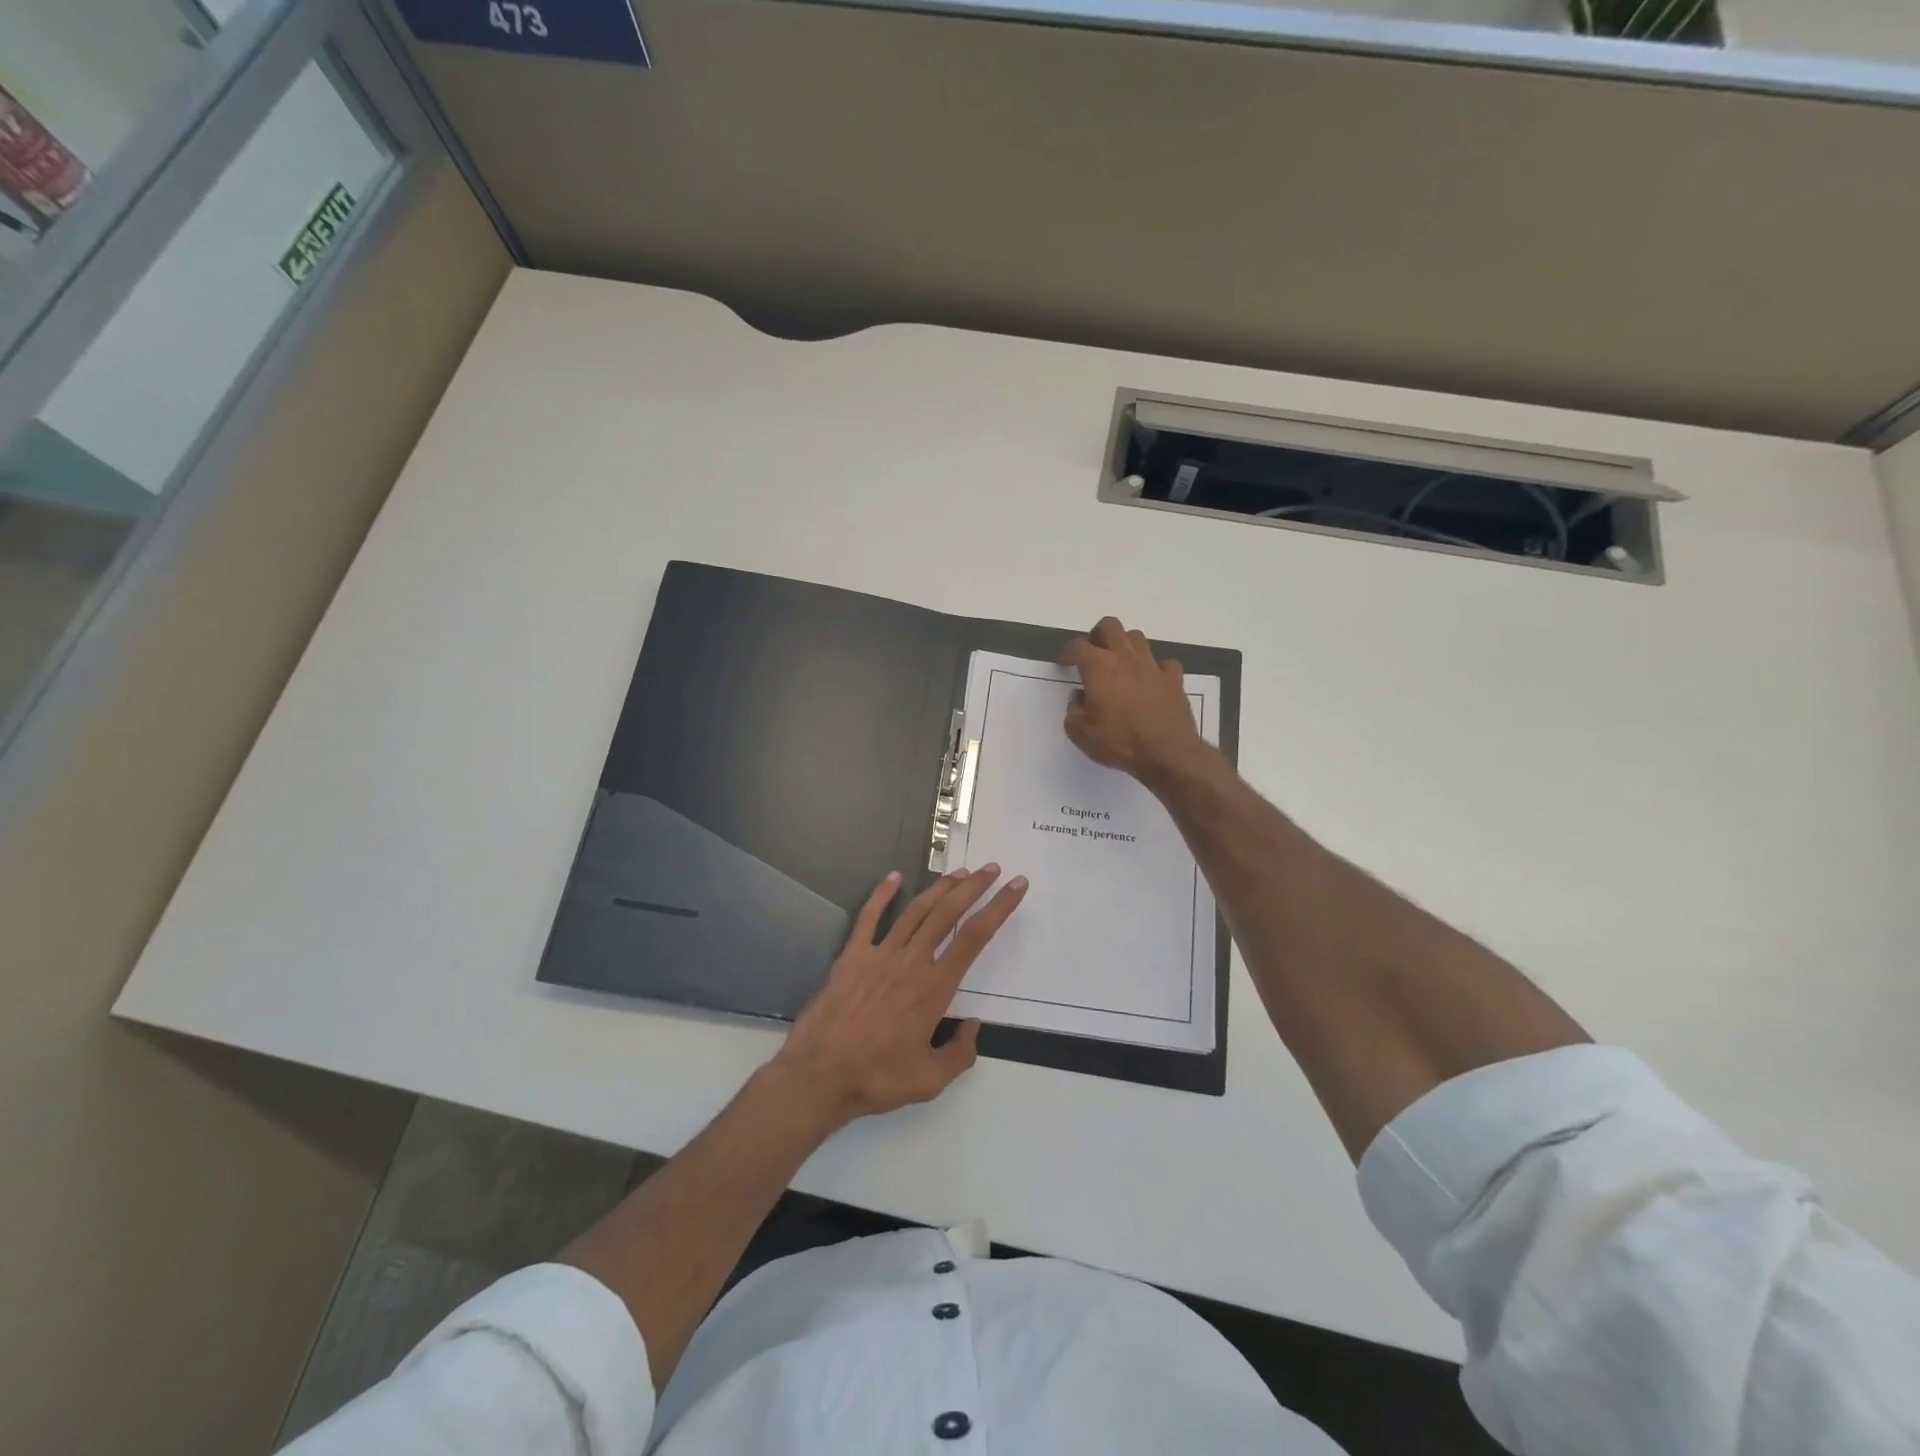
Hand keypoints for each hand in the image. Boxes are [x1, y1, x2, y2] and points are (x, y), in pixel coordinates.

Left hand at [773, 865, 1027, 1125]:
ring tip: (958, 872)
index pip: (975, 937)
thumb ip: (960, 1054)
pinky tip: (893, 877)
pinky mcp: (852, 956)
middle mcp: (911, 962)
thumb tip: (974, 1027)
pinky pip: (869, 917)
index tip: (1015, 886)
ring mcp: (880, 954)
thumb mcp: (930, 1080)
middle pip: (948, 912)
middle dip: (973, 886)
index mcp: (935, 988)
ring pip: (916, 910)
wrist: (819, 1075)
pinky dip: (882, 894)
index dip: (999, 907)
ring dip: (939, 887)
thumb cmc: (877, 1078)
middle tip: (991, 868)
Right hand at [1059, 616, 1207, 787]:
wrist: (1168, 753)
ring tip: (1119, 664)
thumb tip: (1079, 697)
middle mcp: (1125, 657)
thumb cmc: (1119, 742)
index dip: (1067, 652)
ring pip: (1137, 638)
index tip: (1063, 663)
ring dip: (1125, 645)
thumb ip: (1073, 711)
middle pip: (1110, 626)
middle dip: (1097, 635)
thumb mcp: (1081, 733)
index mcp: (1098, 666)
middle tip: (1092, 654)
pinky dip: (1155, 668)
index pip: (1077, 646)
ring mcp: (1152, 665)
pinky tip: (1151, 680)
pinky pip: (1164, 663)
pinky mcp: (1174, 679)